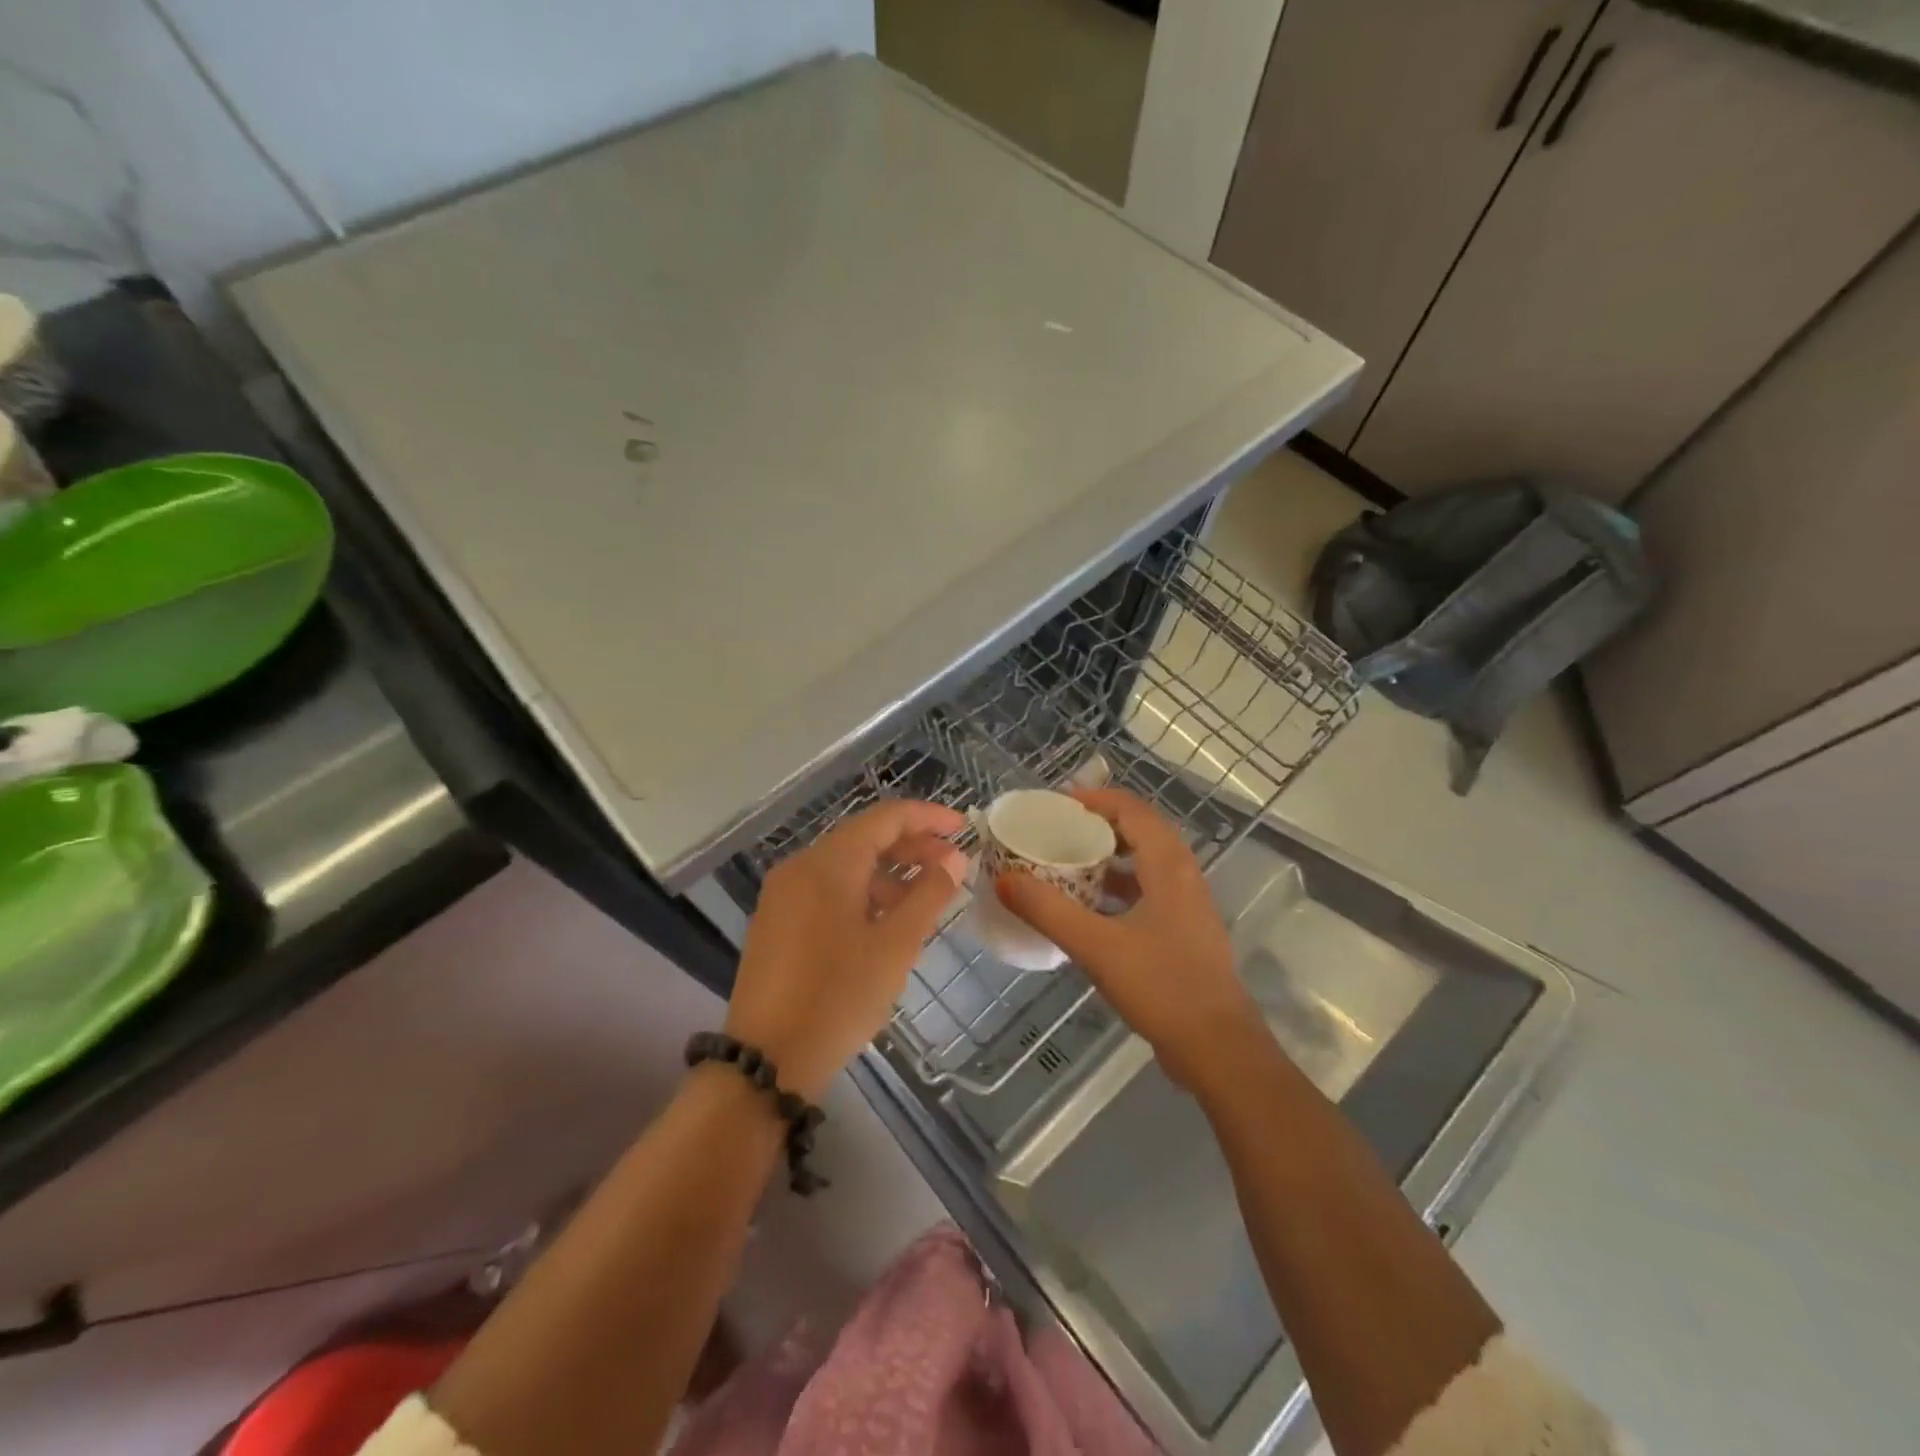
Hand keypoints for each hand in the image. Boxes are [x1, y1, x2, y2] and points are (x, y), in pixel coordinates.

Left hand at [727, 800, 966, 1098]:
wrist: (767, 1060)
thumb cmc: (839, 997)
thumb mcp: (895, 946)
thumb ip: (929, 895)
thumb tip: (954, 859)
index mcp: (829, 863)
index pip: (885, 818)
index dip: (927, 817)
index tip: (963, 827)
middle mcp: (801, 866)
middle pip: (864, 839)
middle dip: (911, 847)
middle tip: (953, 864)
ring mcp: (784, 894)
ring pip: (845, 866)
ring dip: (888, 873)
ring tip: (924, 899)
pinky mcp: (777, 921)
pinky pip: (827, 890)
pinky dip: (862, 894)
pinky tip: (885, 922)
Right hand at [995, 787, 1260, 1089]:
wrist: (1218, 1048)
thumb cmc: (1161, 986)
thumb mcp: (1096, 946)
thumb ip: (1048, 910)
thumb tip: (1003, 879)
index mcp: (1168, 866)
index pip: (1132, 810)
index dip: (1096, 799)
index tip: (1057, 803)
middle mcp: (1184, 876)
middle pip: (1142, 831)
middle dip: (1101, 823)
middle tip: (1060, 828)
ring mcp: (1189, 905)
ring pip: (1148, 862)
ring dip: (1112, 855)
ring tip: (1071, 861)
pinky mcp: (1186, 932)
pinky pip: (1150, 890)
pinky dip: (1121, 886)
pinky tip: (1093, 908)